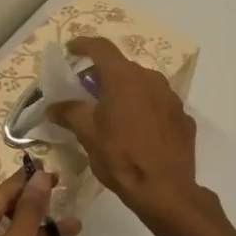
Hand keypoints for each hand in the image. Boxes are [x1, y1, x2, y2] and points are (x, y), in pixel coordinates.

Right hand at [48, 36, 208, 229]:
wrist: (166, 190)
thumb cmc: (120, 156)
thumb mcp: (87, 134)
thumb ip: (69, 113)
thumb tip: (53, 106)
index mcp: (123, 77)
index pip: (100, 48)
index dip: (83, 45)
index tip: (71, 49)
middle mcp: (150, 79)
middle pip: (122, 67)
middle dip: (103, 74)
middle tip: (87, 90)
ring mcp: (171, 97)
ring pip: (142, 85)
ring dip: (126, 92)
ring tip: (112, 112)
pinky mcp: (183, 117)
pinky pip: (158, 105)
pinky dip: (144, 110)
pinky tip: (137, 131)